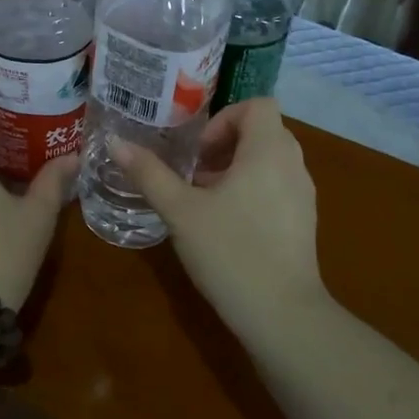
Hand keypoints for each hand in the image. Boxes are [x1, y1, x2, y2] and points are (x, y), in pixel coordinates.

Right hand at [111, 99, 326, 331]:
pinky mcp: (304, 221)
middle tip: (192, 174)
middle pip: (262, 131)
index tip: (197, 152)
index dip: (223, 118)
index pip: (257, 105)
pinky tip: (225, 225)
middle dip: (223, 145)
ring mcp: (304, 195)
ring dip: (235, 169)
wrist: (280, 314)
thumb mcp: (180, 210)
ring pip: (269, 161)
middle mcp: (294, 165)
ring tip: (203, 200)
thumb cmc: (229, 251)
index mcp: (269, 150)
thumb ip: (148, 173)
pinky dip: (251, 190)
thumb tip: (114, 141)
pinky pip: (277, 186)